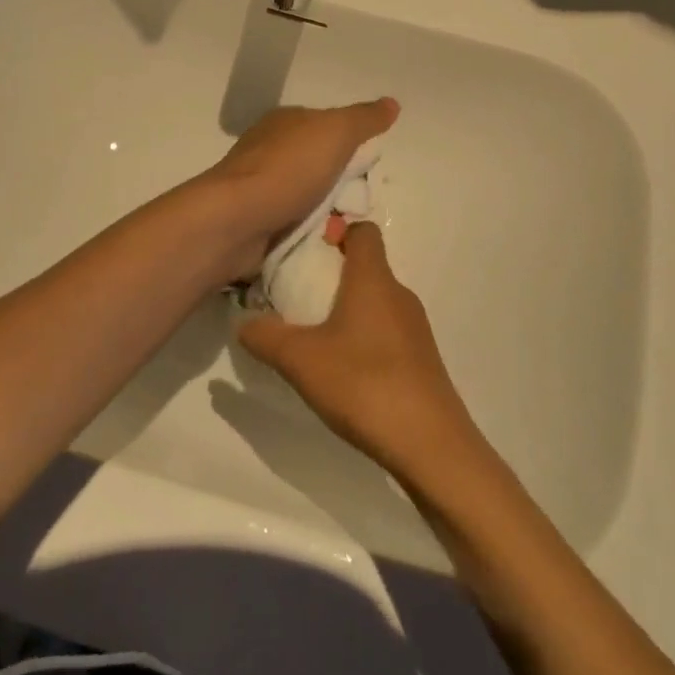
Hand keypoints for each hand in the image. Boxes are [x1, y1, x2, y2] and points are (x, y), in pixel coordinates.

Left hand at [205, 98, 398, 277]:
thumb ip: (364, 119)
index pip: (327, 128)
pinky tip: (323, 245)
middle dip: (342, 187)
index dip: (351, 146)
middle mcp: (270, 150)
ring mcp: (260, 188)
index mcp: (285, 122)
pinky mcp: (256, 222)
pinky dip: (310, 235)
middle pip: (320, 167)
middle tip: (359, 206)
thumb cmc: (288, 169)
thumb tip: (392, 103)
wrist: (236, 220)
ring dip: (328, 216)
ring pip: (309, 199)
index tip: (368, 169)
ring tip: (343, 230)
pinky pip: (294, 227)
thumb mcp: (336, 132)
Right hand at [239, 222, 478, 483]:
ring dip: (347, 308)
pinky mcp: (421, 359)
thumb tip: (244, 322)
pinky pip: (387, 330)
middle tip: (296, 294)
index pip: (363, 230)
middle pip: (367, 266)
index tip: (306, 248)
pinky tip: (343, 369)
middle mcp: (399, 294)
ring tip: (314, 334)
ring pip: (376, 300)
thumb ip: (266, 336)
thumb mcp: (301, 360)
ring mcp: (415, 328)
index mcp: (373, 279)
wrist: (430, 444)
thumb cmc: (364, 384)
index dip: (336, 230)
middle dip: (332, 273)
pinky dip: (364, 336)